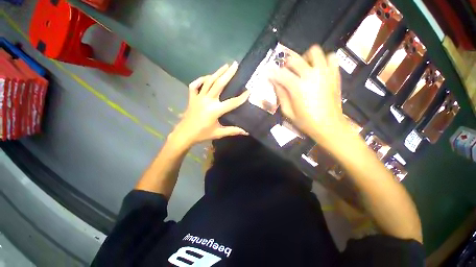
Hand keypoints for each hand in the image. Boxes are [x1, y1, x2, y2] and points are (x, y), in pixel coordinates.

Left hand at [170, 62, 249, 146]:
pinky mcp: (192, 97)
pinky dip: (201, 79)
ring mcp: (198, 97)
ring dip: (217, 73)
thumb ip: (233, 131)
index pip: (232, 102)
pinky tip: (207, 77)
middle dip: (228, 74)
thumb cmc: (202, 134)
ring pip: (208, 82)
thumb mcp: (218, 133)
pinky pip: (195, 85)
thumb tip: (246, 131)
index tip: (249, 91)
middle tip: (235, 65)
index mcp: (215, 110)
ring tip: (225, 66)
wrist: (185, 134)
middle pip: (219, 84)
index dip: (241, 97)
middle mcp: (207, 101)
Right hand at [269, 45, 344, 138]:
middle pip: (294, 59)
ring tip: (304, 68)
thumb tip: (276, 83)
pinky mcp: (334, 75)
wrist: (329, 125)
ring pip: (314, 52)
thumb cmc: (306, 121)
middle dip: (286, 64)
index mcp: (297, 87)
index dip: (272, 72)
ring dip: (306, 58)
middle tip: (285, 72)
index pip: (280, 74)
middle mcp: (311, 76)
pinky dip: (323, 60)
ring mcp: (325, 73)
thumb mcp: (288, 112)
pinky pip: (331, 57)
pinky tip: (318, 69)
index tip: (268, 72)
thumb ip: (281, 95)